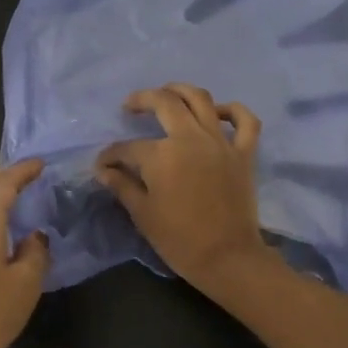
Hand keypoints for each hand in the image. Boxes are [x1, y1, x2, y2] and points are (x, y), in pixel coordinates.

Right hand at [94, 84, 276, 292]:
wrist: (227, 257)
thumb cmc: (179, 239)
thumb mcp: (143, 214)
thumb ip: (122, 185)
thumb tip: (104, 170)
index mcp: (161, 155)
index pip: (127, 148)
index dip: (110, 155)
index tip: (102, 164)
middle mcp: (190, 138)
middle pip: (164, 103)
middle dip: (142, 100)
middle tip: (130, 106)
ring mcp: (220, 142)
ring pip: (201, 99)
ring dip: (181, 90)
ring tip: (167, 93)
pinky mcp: (244, 153)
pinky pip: (245, 121)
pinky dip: (233, 110)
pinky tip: (218, 112)